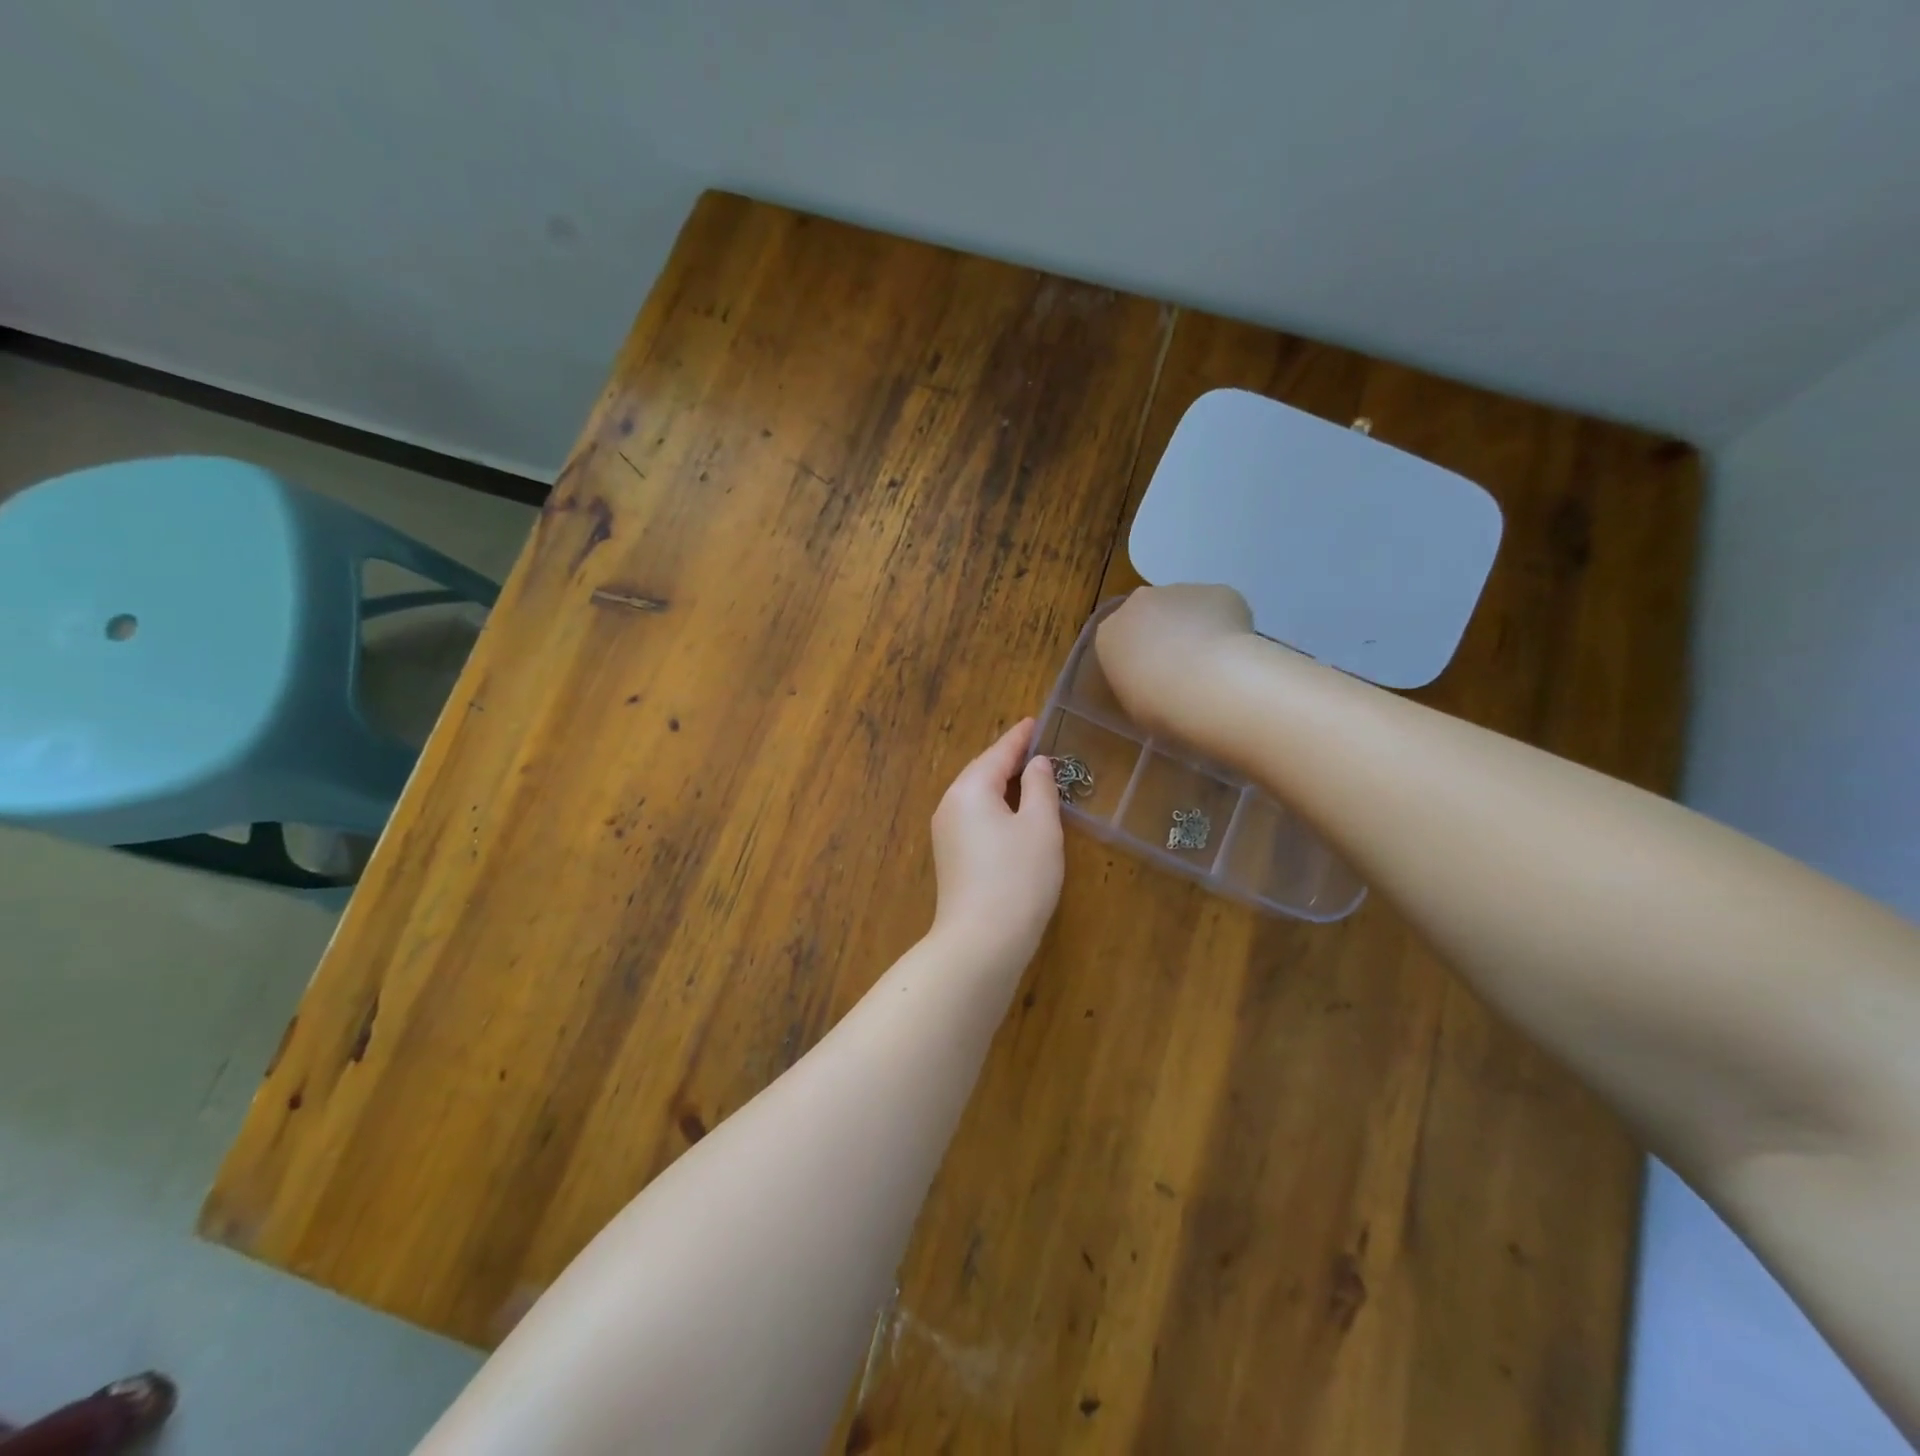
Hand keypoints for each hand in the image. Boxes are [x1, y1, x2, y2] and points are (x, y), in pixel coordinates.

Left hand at [930, 719, 1063, 964]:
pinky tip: (1012, 814)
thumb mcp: (1040, 826)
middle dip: (1008, 759)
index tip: (1035, 720)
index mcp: (970, 789)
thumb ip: (1040, 788)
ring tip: (1028, 776)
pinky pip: (974, 817)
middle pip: (981, 772)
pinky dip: (994, 807)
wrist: (981, 941)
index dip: (1020, 737)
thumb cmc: (1018, 877)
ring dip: (1000, 784)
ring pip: (976, 796)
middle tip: (1035, 746)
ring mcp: (945, 833)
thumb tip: (1036, 764)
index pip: (998, 753)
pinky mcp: (950, 857)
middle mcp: (950, 805)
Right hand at [1095, 584, 1253, 739]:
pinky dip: (1227, 627)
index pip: (1118, 636)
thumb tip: (1155, 682)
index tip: (1150, 674)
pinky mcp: (1218, 591)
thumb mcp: (1132, 702)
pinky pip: (1220, 607)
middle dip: (1165, 632)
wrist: (1206, 687)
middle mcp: (1140, 603)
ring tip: (1212, 663)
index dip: (1137, 653)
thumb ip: (1137, 681)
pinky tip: (1233, 654)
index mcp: (1110, 633)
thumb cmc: (1158, 705)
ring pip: (1187, 607)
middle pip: (1151, 613)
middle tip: (1182, 666)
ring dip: (1196, 627)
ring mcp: (1180, 591)